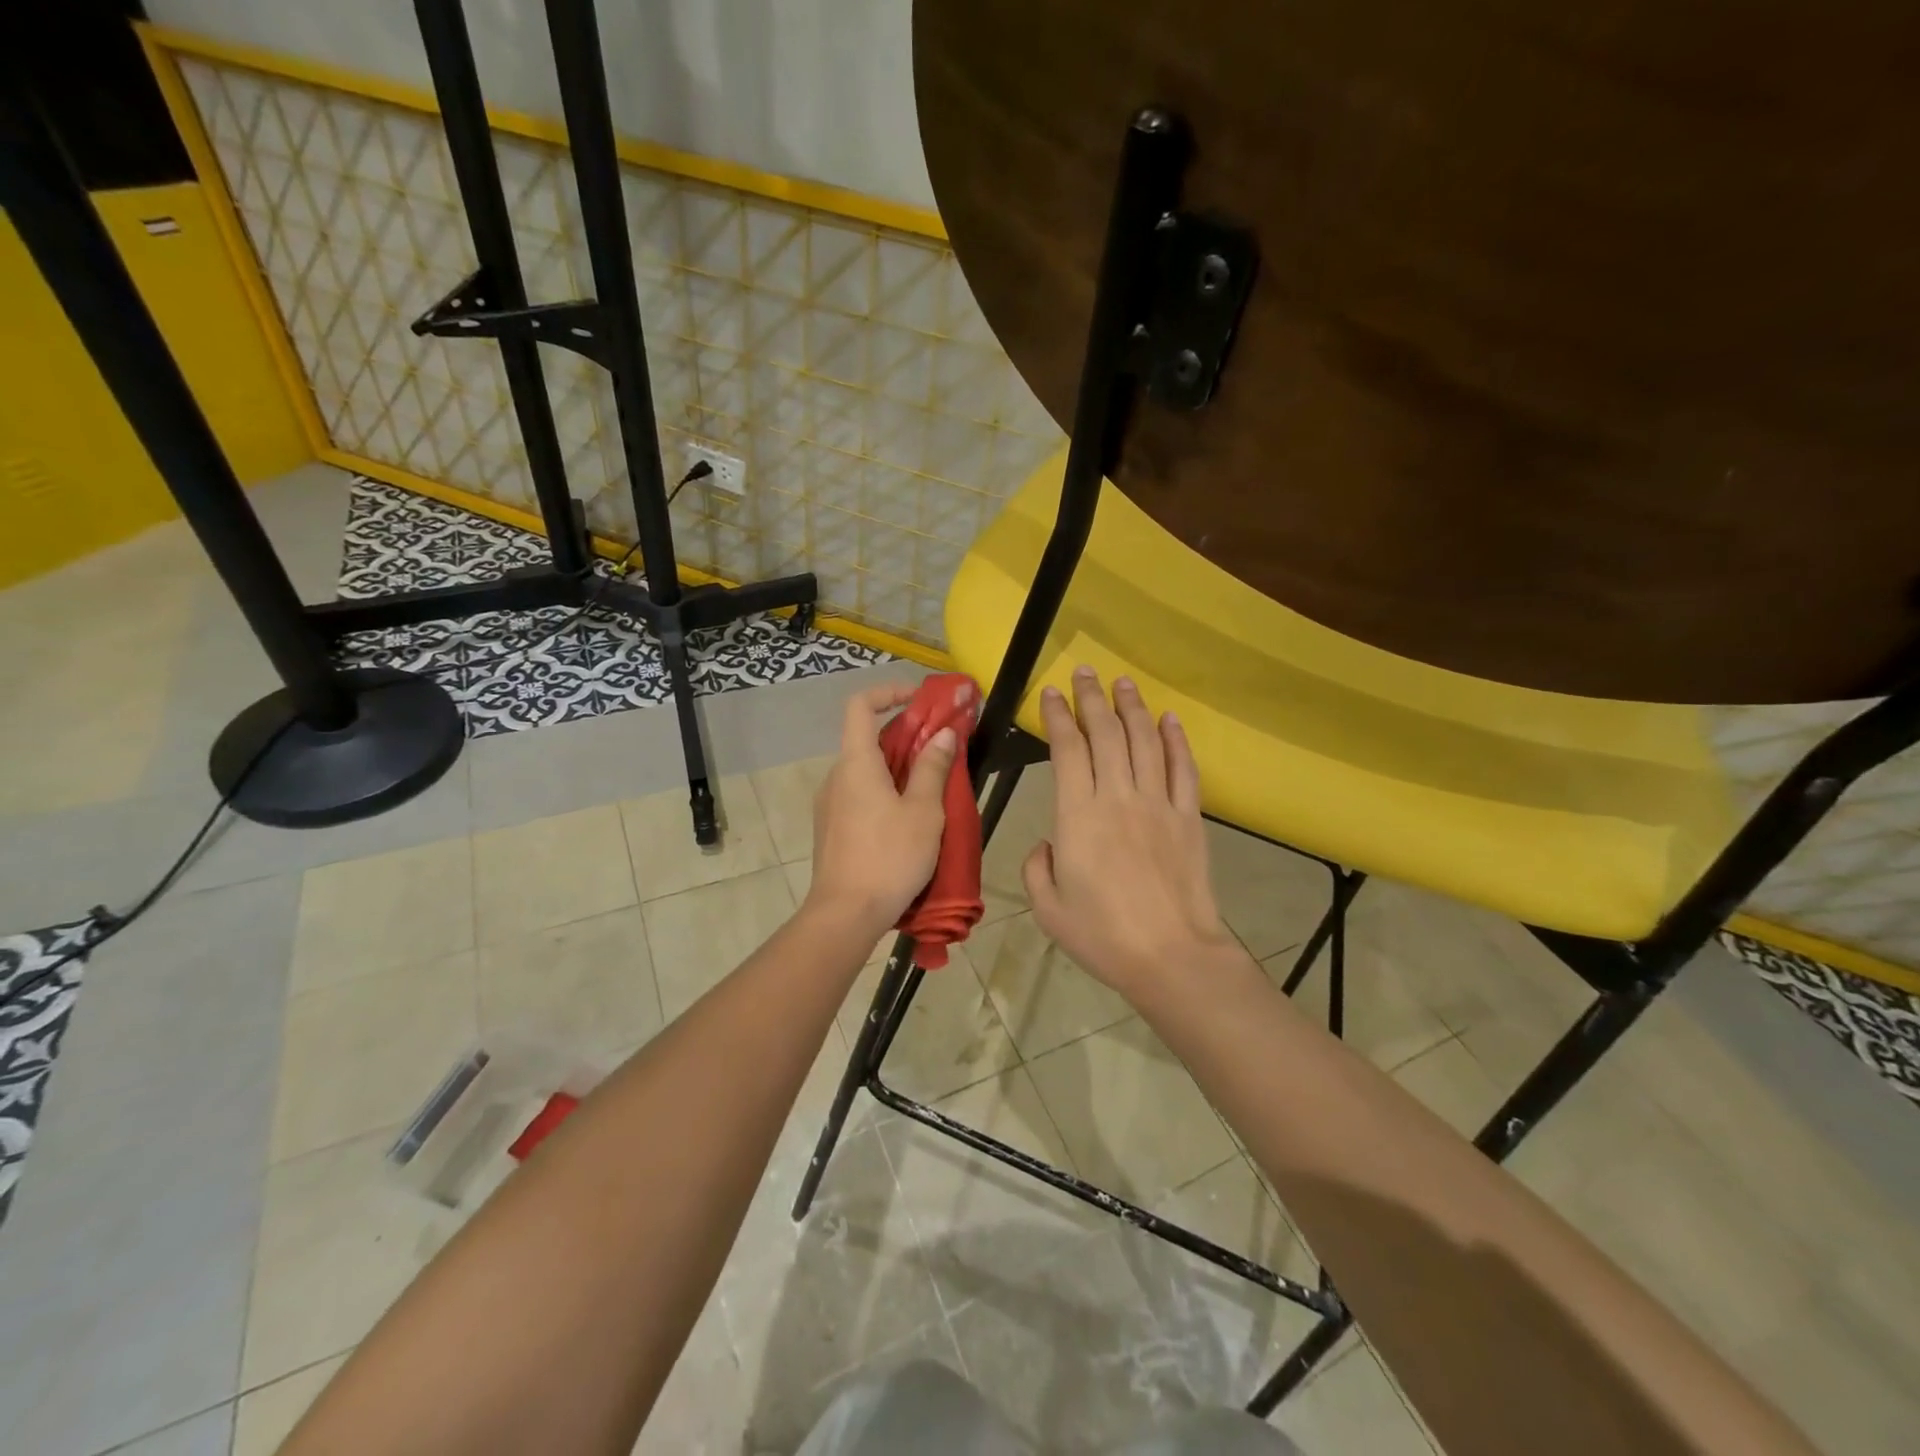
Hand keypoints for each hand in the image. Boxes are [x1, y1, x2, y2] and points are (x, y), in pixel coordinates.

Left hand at [806, 685, 956, 934]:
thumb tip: (943, 733)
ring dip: (897, 767)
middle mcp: (837, 776)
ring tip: (932, 787)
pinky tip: (909, 819)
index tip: (920, 700)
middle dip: (906, 736)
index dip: (889, 692)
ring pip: (865, 770)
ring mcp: (830, 804)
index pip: (861, 705)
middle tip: (941, 748)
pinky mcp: (832, 828)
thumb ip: (932, 768)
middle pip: (867, 739)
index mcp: (856, 763)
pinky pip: (859, 794)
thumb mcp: (924, 811)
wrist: (846, 914)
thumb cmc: (890, 857)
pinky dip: (884, 791)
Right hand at [1023, 668, 1238, 999]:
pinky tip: (1169, 719)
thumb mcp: (1048, 908)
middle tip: (1084, 672)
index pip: (1067, 749)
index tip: (1050, 693)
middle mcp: (1118, 797)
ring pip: (1145, 741)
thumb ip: (1037, 868)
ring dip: (1132, 708)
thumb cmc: (1103, 935)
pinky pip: (1184, 768)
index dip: (1057, 716)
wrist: (1172, 956)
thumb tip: (1049, 843)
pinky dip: (1176, 740)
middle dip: (1091, 698)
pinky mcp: (1189, 818)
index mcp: (1078, 816)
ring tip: (1123, 683)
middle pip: (1106, 733)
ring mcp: (1158, 804)